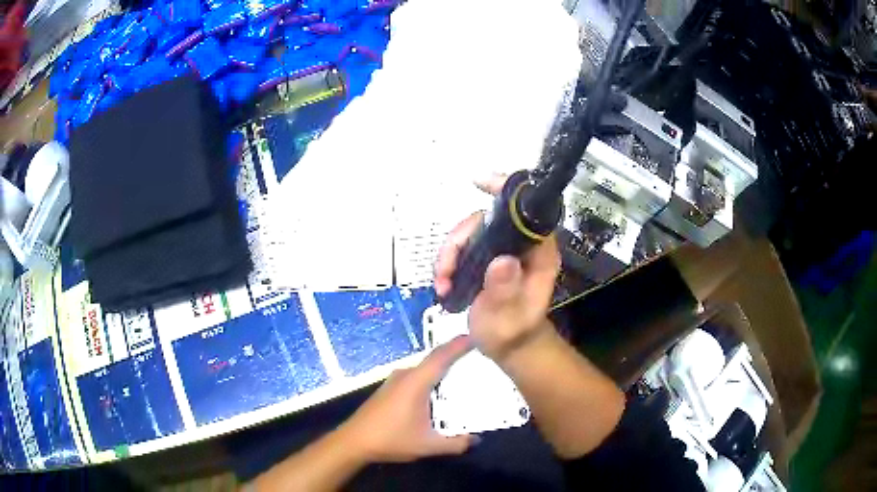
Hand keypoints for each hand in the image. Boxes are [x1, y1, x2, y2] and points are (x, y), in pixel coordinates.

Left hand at [339, 335, 477, 462]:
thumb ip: (456, 444)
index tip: (477, 334)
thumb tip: (477, 439)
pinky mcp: (389, 389)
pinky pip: (416, 377)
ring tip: (463, 374)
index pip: (441, 356)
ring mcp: (394, 381)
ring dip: (442, 369)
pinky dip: (431, 379)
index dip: (459, 344)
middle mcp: (405, 375)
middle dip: (455, 356)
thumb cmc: (391, 439)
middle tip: (478, 357)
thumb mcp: (428, 445)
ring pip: (424, 369)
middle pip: (434, 360)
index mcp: (415, 382)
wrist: (354, 441)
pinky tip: (438, 392)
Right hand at [434, 174, 560, 361]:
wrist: (507, 347)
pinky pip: (463, 247)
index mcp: (538, 253)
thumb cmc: (512, 333)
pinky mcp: (487, 258)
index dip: (505, 191)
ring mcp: (502, 250)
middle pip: (487, 219)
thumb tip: (502, 261)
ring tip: (442, 283)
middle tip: (444, 269)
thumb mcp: (509, 317)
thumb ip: (505, 291)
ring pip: (470, 232)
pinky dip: (448, 262)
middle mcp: (521, 245)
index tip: (479, 183)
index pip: (527, 211)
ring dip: (449, 254)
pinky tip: (443, 283)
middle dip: (459, 239)